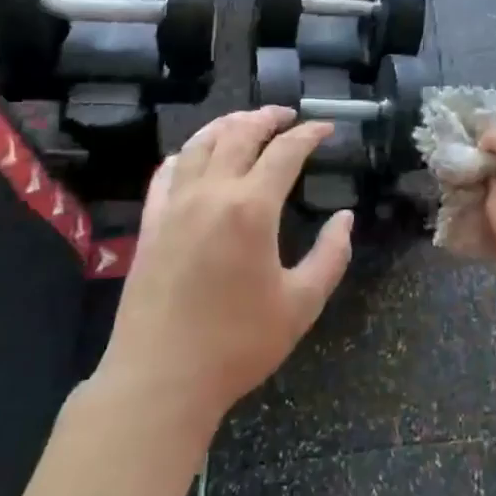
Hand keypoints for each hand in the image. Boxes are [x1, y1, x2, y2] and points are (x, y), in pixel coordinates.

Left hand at [96, 108, 353, 435]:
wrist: (160, 380)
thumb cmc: (237, 344)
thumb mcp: (302, 304)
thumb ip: (331, 256)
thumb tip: (345, 218)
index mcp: (251, 208)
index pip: (285, 152)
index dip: (309, 134)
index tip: (326, 128)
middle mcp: (210, 194)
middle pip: (239, 134)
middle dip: (267, 117)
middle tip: (287, 115)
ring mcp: (174, 206)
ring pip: (199, 145)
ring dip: (226, 125)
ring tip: (246, 121)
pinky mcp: (150, 225)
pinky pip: (166, 173)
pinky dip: (185, 154)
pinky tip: (193, 156)